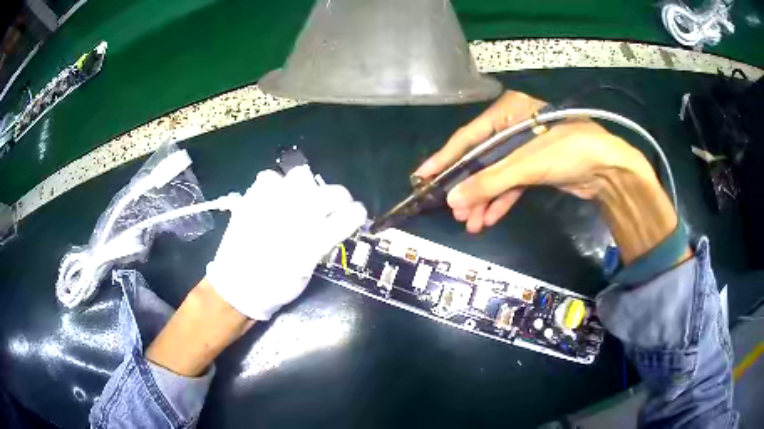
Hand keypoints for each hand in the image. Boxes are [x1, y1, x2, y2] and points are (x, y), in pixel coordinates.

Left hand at [206, 165, 366, 319]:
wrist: (237, 286)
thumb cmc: (275, 286)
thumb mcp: (307, 271)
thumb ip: (324, 244)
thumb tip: (336, 225)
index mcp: (312, 240)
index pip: (348, 215)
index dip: (357, 214)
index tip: (355, 216)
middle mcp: (295, 217)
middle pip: (333, 192)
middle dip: (340, 199)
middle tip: (332, 209)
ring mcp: (272, 203)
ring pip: (301, 176)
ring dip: (307, 188)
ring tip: (300, 201)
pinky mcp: (252, 198)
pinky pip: (270, 177)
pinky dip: (276, 186)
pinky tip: (274, 200)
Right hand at [415, 91, 683, 263]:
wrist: (609, 169)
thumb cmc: (569, 151)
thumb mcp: (526, 164)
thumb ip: (489, 182)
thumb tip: (452, 201)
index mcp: (508, 111)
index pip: (468, 136)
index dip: (444, 158)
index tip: (422, 177)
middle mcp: (513, 126)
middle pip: (480, 158)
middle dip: (467, 186)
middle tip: (450, 209)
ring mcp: (525, 148)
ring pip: (495, 174)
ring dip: (483, 199)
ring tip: (468, 223)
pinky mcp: (536, 167)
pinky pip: (511, 184)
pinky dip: (500, 201)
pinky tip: (488, 219)